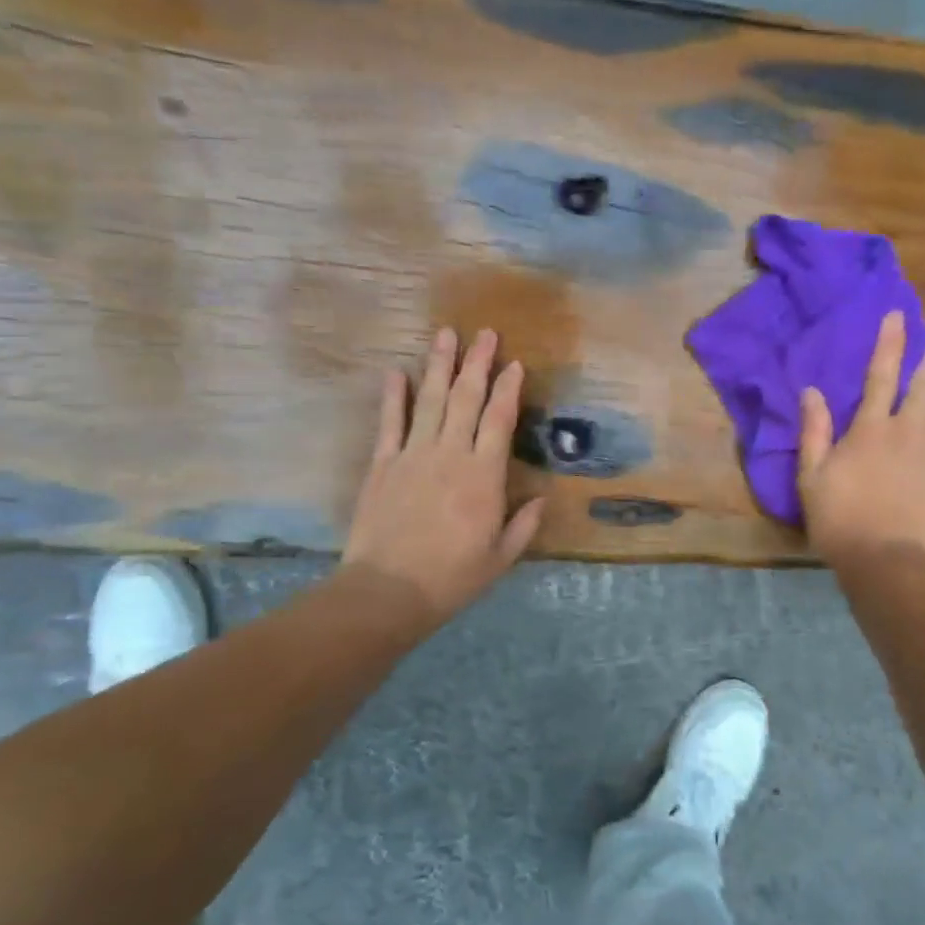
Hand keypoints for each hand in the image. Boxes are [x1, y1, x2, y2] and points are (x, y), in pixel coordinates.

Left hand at [342, 327, 543, 622]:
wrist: (388, 591)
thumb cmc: (451, 578)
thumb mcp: (500, 558)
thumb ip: (524, 525)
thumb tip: (542, 498)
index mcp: (484, 476)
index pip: (500, 420)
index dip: (508, 388)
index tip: (514, 363)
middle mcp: (450, 454)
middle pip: (466, 399)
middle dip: (477, 363)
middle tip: (485, 333)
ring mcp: (413, 455)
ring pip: (429, 400)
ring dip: (439, 365)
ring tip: (445, 334)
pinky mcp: (382, 465)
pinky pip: (389, 423)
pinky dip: (392, 395)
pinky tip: (395, 371)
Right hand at [798, 310, 924, 567]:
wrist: (887, 561)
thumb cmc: (840, 520)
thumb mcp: (811, 477)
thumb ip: (814, 432)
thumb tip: (811, 391)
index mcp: (869, 429)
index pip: (879, 377)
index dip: (889, 344)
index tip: (898, 317)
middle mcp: (907, 431)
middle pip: (923, 385)